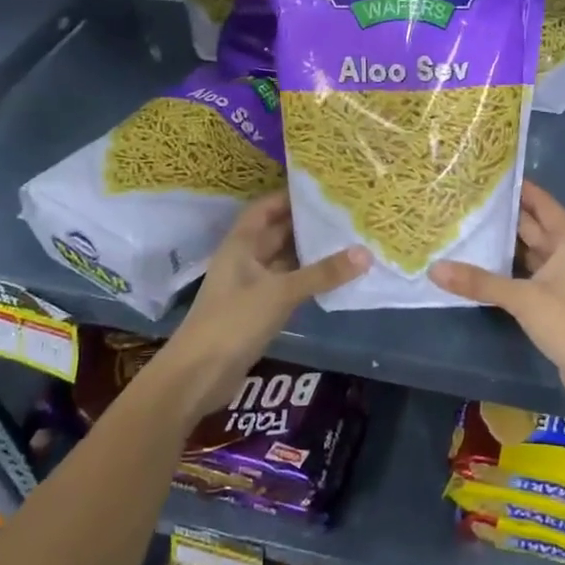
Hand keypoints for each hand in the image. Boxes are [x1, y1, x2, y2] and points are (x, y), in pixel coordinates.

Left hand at [155, 193, 368, 423]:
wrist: (199, 375)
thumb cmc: (233, 321)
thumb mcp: (280, 292)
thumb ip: (322, 273)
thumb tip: (366, 253)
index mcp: (240, 245)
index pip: (265, 208)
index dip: (289, 196)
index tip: (322, 189)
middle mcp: (245, 260)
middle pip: (277, 232)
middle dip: (307, 224)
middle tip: (345, 214)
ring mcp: (251, 286)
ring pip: (285, 260)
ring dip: (310, 253)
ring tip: (348, 240)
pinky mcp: (258, 310)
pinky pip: (288, 285)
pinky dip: (308, 279)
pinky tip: (334, 277)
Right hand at [432, 182, 564, 423]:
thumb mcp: (523, 298)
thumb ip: (480, 283)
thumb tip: (435, 269)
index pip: (543, 204)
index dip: (522, 189)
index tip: (492, 174)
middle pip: (534, 226)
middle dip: (506, 215)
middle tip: (470, 200)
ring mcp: (562, 279)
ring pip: (529, 252)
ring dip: (505, 243)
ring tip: (469, 227)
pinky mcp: (553, 301)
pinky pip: (526, 275)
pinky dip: (507, 269)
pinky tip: (482, 266)